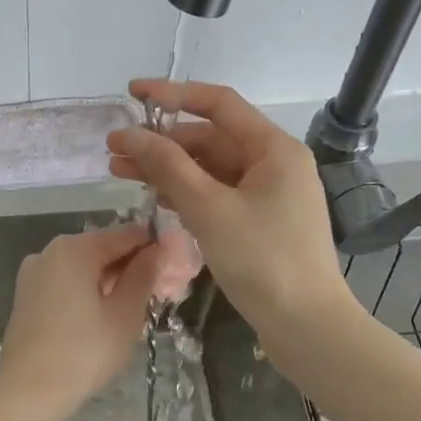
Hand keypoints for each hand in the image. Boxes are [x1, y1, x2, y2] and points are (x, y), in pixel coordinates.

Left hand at [0, 223, 159, 420]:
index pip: (126, 235)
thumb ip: (143, 275)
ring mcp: (33, 274)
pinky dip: (87, 291)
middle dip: (131, 266)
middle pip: (102, 248)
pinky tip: (102, 317)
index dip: (154, 248)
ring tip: (133, 309)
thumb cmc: (83, 353)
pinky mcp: (26, 296)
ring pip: (83, 267)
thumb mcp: (125, 314)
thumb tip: (156, 250)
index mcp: (74, 249)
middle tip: (158, 294)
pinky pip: (66, 283)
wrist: (27, 393)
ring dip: (110, 281)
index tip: (175, 269)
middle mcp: (49, 251)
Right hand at [107, 80, 349, 333]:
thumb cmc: (262, 261)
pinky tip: (154, 197)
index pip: (218, 104)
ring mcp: (267, 194)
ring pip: (209, 169)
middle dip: (161, 141)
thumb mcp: (210, 209)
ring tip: (120, 173)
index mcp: (273, 149)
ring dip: (167, 168)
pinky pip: (216, 194)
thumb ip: (168, 167)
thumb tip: (130, 135)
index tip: (132, 94)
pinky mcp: (258, 222)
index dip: (172, 94)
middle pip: (210, 138)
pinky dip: (186, 192)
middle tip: (114, 150)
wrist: (306, 327)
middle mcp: (273, 163)